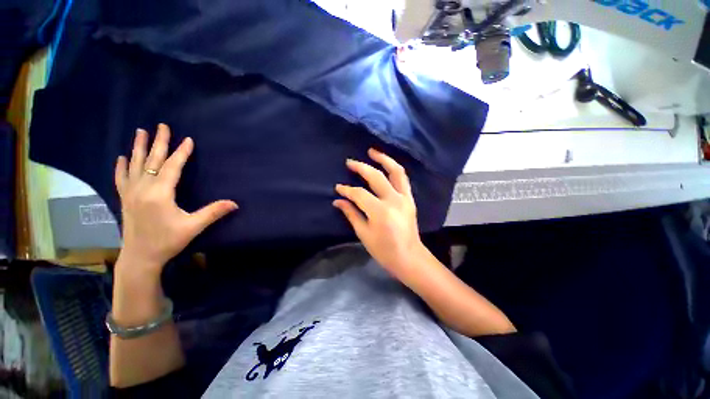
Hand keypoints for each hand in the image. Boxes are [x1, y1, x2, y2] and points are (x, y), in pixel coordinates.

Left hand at [114, 124, 237, 275]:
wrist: (140, 257)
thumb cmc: (167, 241)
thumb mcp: (193, 227)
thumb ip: (213, 212)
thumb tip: (235, 203)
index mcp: (160, 194)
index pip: (172, 167)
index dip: (181, 153)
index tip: (188, 140)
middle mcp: (143, 188)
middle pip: (152, 161)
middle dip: (159, 142)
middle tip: (162, 126)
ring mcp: (131, 193)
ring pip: (135, 165)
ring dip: (139, 147)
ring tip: (141, 132)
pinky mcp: (125, 199)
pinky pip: (122, 177)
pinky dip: (122, 166)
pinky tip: (123, 157)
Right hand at [334, 149, 425, 282]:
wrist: (409, 257)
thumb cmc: (384, 250)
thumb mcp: (364, 234)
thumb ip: (351, 214)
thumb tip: (338, 201)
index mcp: (380, 211)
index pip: (359, 194)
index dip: (347, 190)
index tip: (338, 188)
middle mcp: (394, 200)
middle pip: (376, 177)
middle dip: (361, 167)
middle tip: (350, 162)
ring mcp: (405, 198)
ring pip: (395, 171)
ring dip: (383, 159)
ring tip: (372, 151)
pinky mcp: (410, 199)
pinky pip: (403, 178)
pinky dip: (394, 169)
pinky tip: (385, 164)